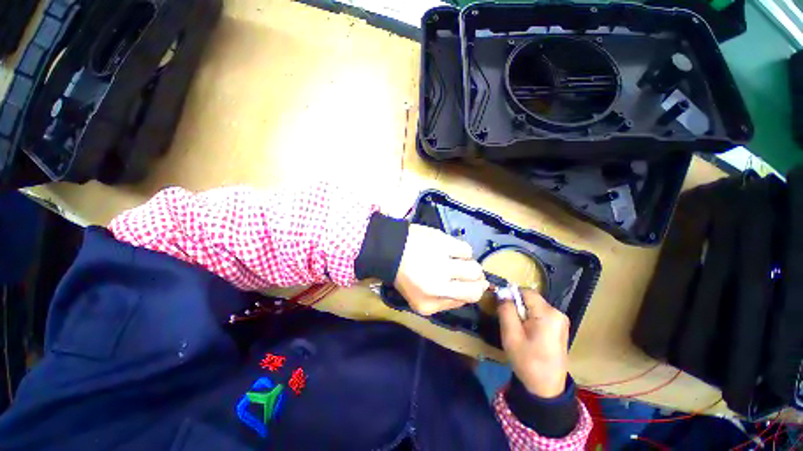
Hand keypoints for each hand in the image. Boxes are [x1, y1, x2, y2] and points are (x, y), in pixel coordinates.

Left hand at [394, 224, 488, 315]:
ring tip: (455, 259)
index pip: (471, 296)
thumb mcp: (422, 302)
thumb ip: (448, 302)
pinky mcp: (441, 240)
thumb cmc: (405, 277)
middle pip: (477, 279)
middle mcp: (439, 281)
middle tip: (466, 271)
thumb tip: (474, 291)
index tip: (474, 284)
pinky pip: (465, 248)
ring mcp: (441, 259)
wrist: (389, 250)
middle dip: (476, 277)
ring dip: (467, 262)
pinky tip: (451, 250)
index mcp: (432, 298)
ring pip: (473, 263)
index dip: (477, 290)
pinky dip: (461, 250)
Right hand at [499, 289, 569, 397]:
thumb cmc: (528, 362)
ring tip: (517, 332)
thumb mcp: (511, 335)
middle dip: (517, 307)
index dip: (511, 295)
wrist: (546, 388)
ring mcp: (560, 321)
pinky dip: (529, 320)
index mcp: (548, 314)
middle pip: (530, 299)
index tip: (502, 308)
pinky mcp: (559, 327)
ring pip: (533, 307)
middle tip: (510, 324)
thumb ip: (506, 310)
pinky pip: (539, 315)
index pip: (526, 292)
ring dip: (522, 314)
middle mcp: (558, 313)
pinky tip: (527, 335)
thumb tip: (502, 293)